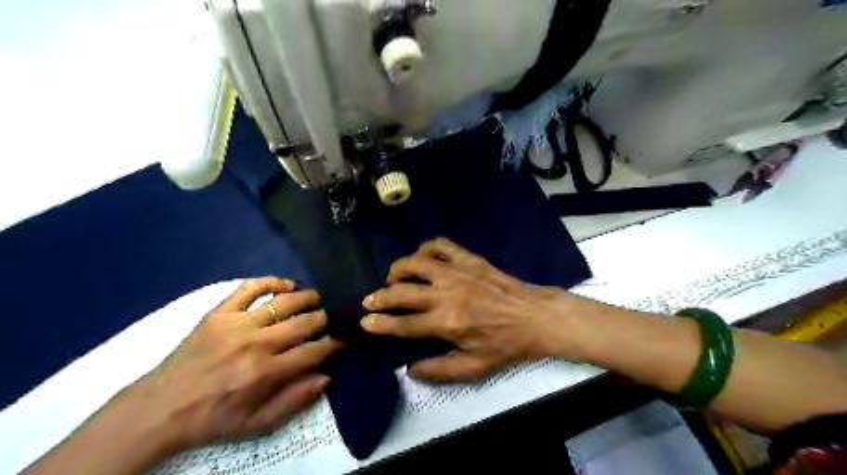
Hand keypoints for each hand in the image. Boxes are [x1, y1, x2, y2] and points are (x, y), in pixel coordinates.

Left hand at [118, 276, 342, 453]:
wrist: (160, 408)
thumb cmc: (213, 419)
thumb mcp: (258, 424)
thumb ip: (295, 400)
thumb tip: (326, 376)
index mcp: (267, 372)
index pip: (314, 351)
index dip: (334, 343)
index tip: (343, 338)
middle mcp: (257, 343)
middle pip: (304, 322)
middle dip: (325, 319)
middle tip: (331, 318)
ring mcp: (237, 324)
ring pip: (283, 302)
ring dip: (307, 297)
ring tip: (317, 298)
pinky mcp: (219, 313)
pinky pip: (249, 288)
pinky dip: (271, 282)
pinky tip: (286, 284)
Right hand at [357, 240, 567, 380]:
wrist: (534, 317)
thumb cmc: (505, 344)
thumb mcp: (474, 368)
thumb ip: (438, 370)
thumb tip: (409, 368)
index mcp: (446, 323)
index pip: (403, 324)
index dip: (380, 324)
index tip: (364, 322)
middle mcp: (446, 294)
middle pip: (402, 292)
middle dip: (379, 297)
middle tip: (370, 300)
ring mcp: (457, 272)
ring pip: (416, 263)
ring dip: (398, 269)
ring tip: (393, 278)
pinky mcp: (469, 259)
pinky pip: (440, 245)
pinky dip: (426, 249)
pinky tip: (422, 258)